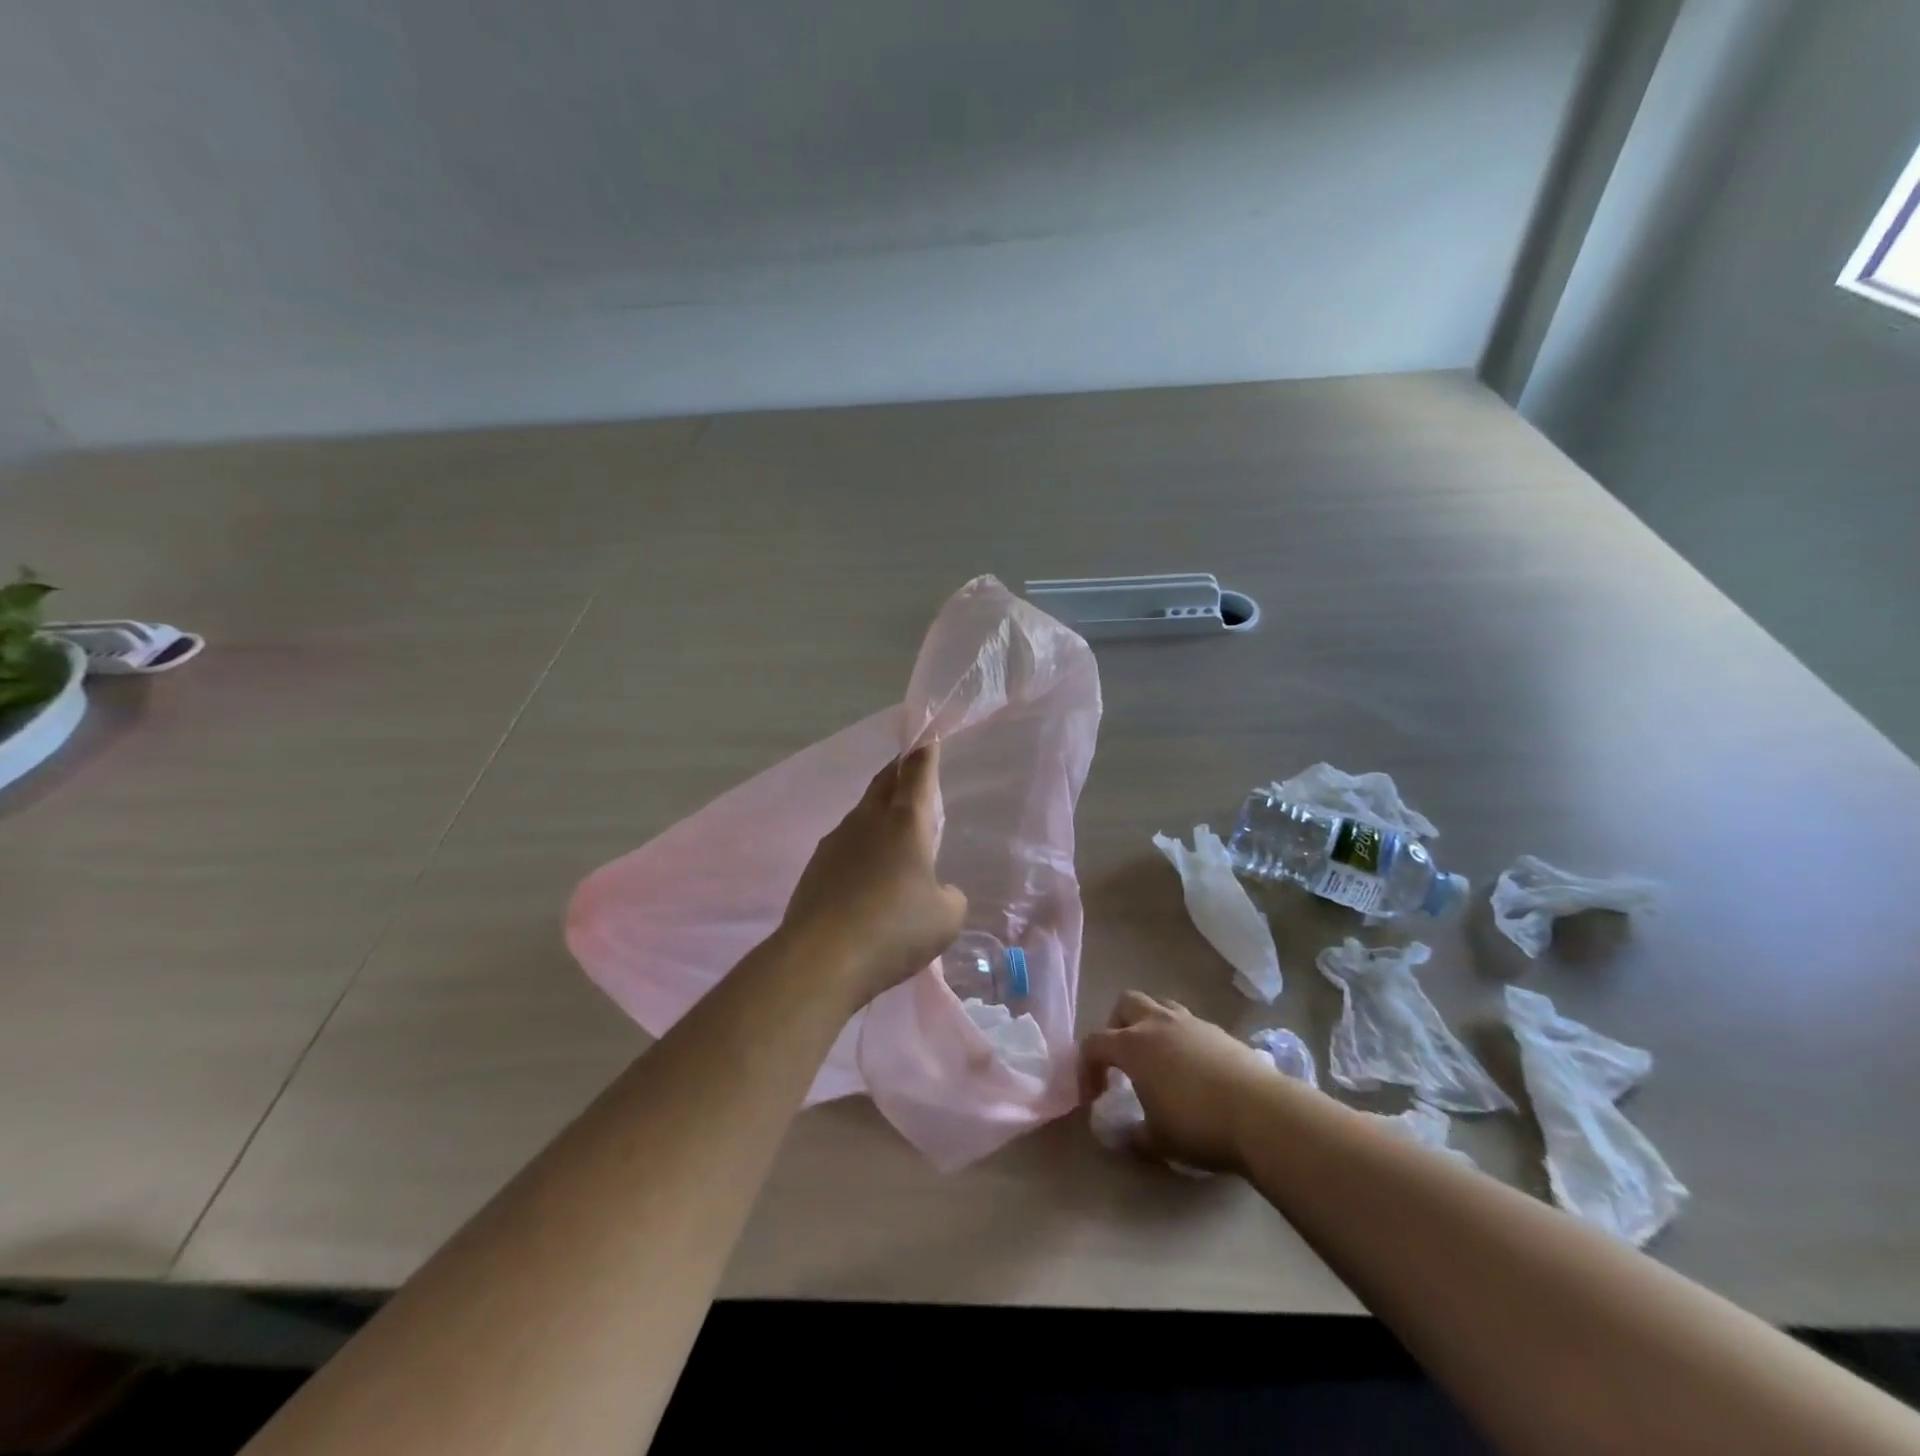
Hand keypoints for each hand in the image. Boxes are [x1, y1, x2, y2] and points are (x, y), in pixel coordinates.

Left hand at [780, 743, 968, 1008]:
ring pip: (862, 814)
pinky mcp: (815, 868)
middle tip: (910, 768)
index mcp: (905, 821)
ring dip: (878, 812)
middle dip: (899, 771)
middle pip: (884, 782)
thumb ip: (948, 896)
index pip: (917, 772)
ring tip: (892, 830)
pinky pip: (845, 846)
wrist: (821, 958)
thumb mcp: (945, 918)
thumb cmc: (895, 929)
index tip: (927, 737)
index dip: (925, 753)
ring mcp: (836, 842)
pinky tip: (865, 876)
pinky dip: (860, 849)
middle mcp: (868, 821)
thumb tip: (936, 892)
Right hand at [1081, 993, 1284, 1173]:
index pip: (1094, 1043)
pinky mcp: (1218, 1031)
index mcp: (1132, 1045)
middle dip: (1116, 1027)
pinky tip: (1191, 1070)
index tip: (1094, 1097)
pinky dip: (1179, 1038)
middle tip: (1122, 1060)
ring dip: (1149, 1026)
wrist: (1261, 1113)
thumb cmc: (1198, 1125)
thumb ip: (1131, 1136)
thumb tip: (1117, 1136)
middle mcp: (1157, 1023)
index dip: (1086, 1068)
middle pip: (1125, 1004)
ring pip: (1159, 1006)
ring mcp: (1190, 1022)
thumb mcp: (1157, 1141)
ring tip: (1157, 1060)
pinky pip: (1187, 1023)